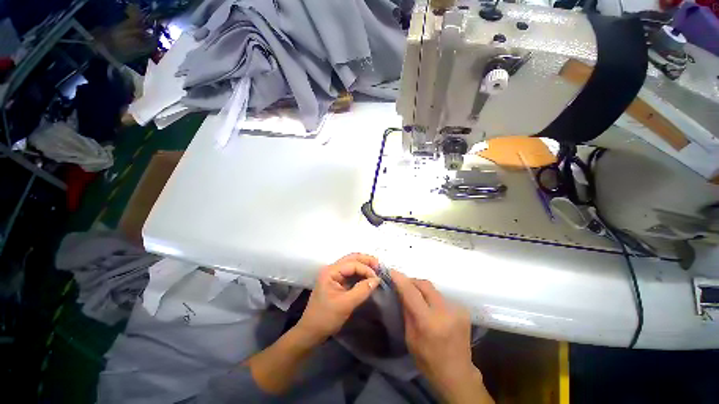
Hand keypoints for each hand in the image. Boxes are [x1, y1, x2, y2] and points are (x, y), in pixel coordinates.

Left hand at [297, 253, 380, 343]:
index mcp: (331, 271)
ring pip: (351, 264)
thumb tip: (377, 280)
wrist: (311, 332)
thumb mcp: (346, 304)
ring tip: (376, 269)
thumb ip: (362, 290)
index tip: (377, 279)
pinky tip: (367, 276)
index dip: (366, 269)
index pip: (352, 264)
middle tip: (379, 265)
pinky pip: (350, 273)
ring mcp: (333, 275)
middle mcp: (332, 269)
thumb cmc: (326, 317)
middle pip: (351, 259)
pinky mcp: (336, 282)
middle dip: (366, 260)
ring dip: (363, 265)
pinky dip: (359, 273)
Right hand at [392, 270, 490, 403]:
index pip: (412, 293)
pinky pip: (441, 296)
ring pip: (433, 289)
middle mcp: (444, 312)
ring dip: (421, 288)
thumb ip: (407, 311)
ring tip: (415, 295)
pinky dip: (431, 296)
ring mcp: (456, 310)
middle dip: (412, 281)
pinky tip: (429, 305)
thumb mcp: (410, 338)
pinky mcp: (463, 310)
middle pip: (425, 284)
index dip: (401, 280)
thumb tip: (401, 291)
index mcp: (429, 322)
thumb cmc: (428, 360)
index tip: (392, 271)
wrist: (458, 374)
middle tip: (403, 283)